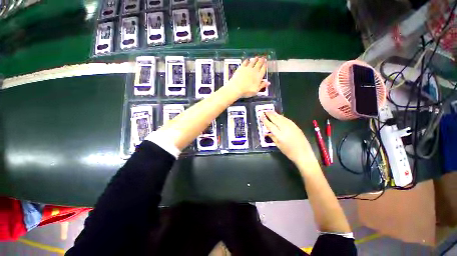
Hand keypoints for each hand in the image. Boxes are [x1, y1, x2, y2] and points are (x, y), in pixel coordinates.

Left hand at [227, 57, 269, 97]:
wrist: (236, 88)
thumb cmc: (247, 91)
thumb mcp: (256, 91)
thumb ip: (262, 86)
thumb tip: (268, 82)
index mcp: (259, 76)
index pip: (263, 69)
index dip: (265, 65)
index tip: (266, 62)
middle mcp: (254, 71)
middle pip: (259, 64)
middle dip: (261, 60)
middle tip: (263, 58)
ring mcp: (247, 68)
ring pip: (253, 62)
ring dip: (255, 59)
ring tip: (257, 57)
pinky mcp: (241, 67)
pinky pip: (245, 62)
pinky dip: (247, 60)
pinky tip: (247, 60)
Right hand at [262, 112, 318, 167]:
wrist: (304, 154)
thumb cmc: (289, 152)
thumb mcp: (278, 146)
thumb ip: (272, 137)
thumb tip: (267, 133)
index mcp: (280, 135)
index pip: (270, 125)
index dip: (265, 120)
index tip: (261, 116)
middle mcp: (285, 129)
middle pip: (276, 120)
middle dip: (270, 115)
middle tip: (265, 111)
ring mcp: (292, 127)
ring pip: (282, 118)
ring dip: (275, 114)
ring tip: (270, 111)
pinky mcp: (296, 126)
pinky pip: (287, 120)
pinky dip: (282, 117)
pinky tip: (279, 116)